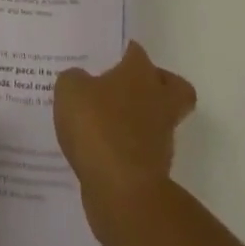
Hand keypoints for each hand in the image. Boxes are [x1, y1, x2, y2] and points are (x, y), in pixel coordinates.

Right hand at [54, 41, 196, 243]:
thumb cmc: (98, 127)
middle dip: (159, 86)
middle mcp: (158, 101)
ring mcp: (161, 139)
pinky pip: (142, 152)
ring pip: (159, 121)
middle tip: (129, 88)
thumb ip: (74, 80)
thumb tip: (81, 82)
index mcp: (140, 73)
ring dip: (140, 122)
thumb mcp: (70, 90)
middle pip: (174, 87)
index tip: (110, 58)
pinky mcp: (156, 172)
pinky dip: (127, 151)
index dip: (125, 54)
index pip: (137, 53)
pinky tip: (101, 152)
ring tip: (105, 124)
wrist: (122, 192)